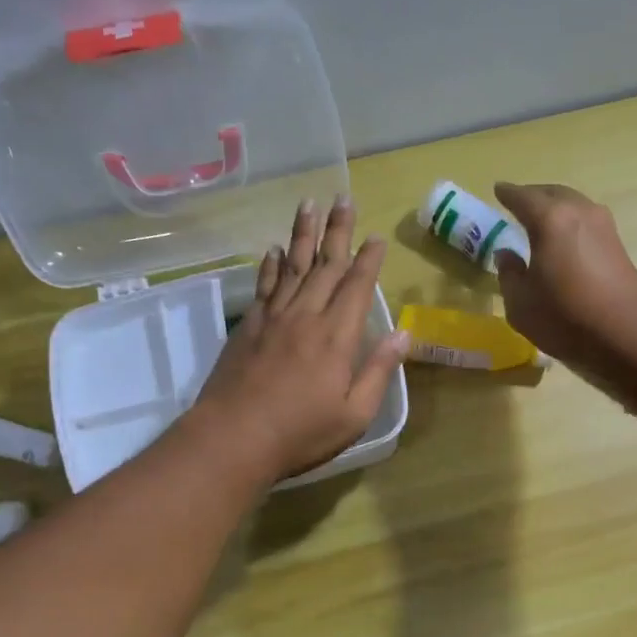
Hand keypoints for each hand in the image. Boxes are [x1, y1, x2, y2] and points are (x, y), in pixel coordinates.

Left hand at [195, 195, 410, 481]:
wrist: (233, 438)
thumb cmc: (301, 433)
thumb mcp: (355, 414)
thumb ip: (379, 371)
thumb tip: (404, 333)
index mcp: (337, 337)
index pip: (356, 286)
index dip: (368, 260)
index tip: (377, 237)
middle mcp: (306, 317)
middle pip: (325, 265)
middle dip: (337, 231)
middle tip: (343, 198)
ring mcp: (273, 319)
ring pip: (293, 266)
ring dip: (303, 234)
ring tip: (309, 204)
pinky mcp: (248, 327)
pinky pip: (264, 286)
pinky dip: (271, 265)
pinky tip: (275, 250)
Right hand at [492, 182, 636, 383]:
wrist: (628, 333)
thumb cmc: (566, 318)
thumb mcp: (521, 304)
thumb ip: (509, 274)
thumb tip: (506, 254)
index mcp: (549, 219)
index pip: (522, 197)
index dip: (507, 194)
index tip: (498, 190)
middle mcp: (578, 212)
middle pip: (551, 193)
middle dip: (533, 196)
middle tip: (518, 203)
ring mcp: (603, 225)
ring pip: (573, 203)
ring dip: (555, 207)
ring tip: (541, 220)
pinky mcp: (617, 243)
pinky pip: (586, 220)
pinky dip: (571, 222)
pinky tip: (564, 238)